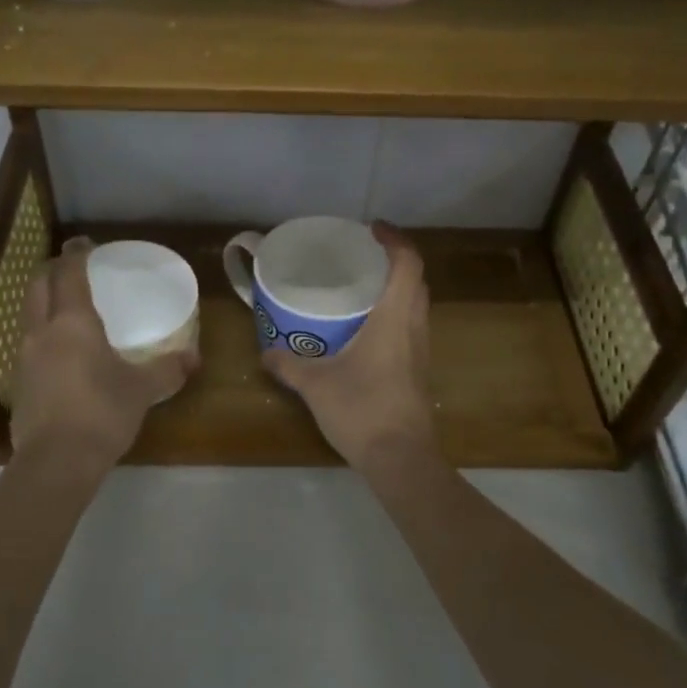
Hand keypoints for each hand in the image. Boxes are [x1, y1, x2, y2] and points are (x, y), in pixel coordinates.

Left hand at [11, 238, 197, 472]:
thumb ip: (167, 370)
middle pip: (38, 285)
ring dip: (45, 301)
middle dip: (53, 270)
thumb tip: (193, 358)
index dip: (77, 253)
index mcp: (73, 322)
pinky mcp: (19, 383)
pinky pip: (29, 343)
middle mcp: (42, 331)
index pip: (70, 273)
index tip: (85, 243)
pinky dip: (43, 333)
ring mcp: (25, 357)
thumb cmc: (101, 413)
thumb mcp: (142, 390)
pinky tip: (62, 351)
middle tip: (74, 269)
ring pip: (29, 313)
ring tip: (68, 307)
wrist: (55, 463)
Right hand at [262, 223, 438, 470]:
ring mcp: (420, 351)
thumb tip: (266, 353)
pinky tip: (365, 330)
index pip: (407, 264)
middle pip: (416, 281)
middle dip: (394, 261)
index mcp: (394, 319)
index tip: (373, 228)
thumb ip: (289, 365)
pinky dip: (394, 315)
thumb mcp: (316, 386)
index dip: (395, 240)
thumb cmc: (363, 411)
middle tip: (362, 257)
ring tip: (361, 288)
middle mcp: (414, 328)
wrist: (401, 459)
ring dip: (396, 289)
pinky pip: (410, 327)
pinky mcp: (418, 371)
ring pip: (416, 305)